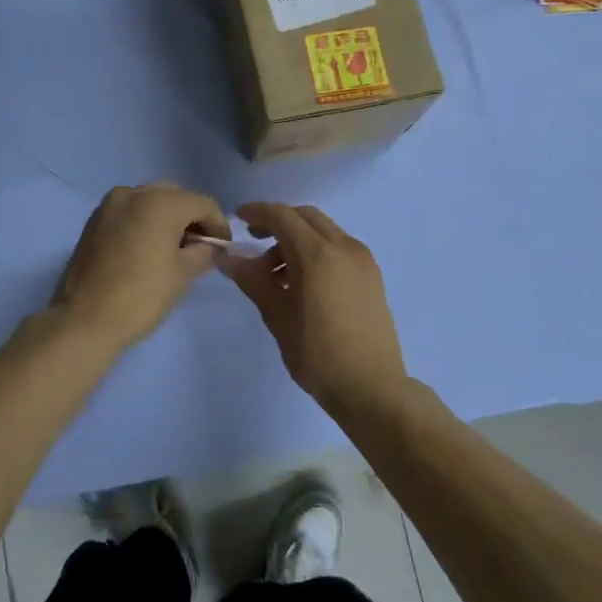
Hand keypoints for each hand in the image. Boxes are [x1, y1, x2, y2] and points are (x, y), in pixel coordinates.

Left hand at [52, 183, 228, 352]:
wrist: (84, 319)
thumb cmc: (141, 296)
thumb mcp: (183, 274)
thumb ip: (205, 253)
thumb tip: (214, 248)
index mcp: (160, 202)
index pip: (202, 203)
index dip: (219, 225)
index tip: (222, 249)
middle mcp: (133, 193)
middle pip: (176, 196)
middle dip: (191, 217)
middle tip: (199, 247)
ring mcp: (109, 204)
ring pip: (150, 200)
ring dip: (167, 218)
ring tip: (173, 249)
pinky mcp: (94, 219)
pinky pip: (129, 211)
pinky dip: (144, 221)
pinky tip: (148, 248)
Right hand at [224, 203, 407, 413]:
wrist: (372, 388)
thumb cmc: (318, 355)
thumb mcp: (278, 317)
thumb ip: (254, 281)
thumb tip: (229, 258)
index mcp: (318, 255)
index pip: (282, 216)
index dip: (257, 213)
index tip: (237, 219)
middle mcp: (344, 247)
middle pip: (306, 217)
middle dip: (278, 223)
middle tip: (255, 242)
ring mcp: (363, 261)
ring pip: (324, 232)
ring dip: (298, 239)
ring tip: (277, 275)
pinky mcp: (372, 276)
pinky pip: (339, 248)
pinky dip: (317, 251)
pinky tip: (303, 282)